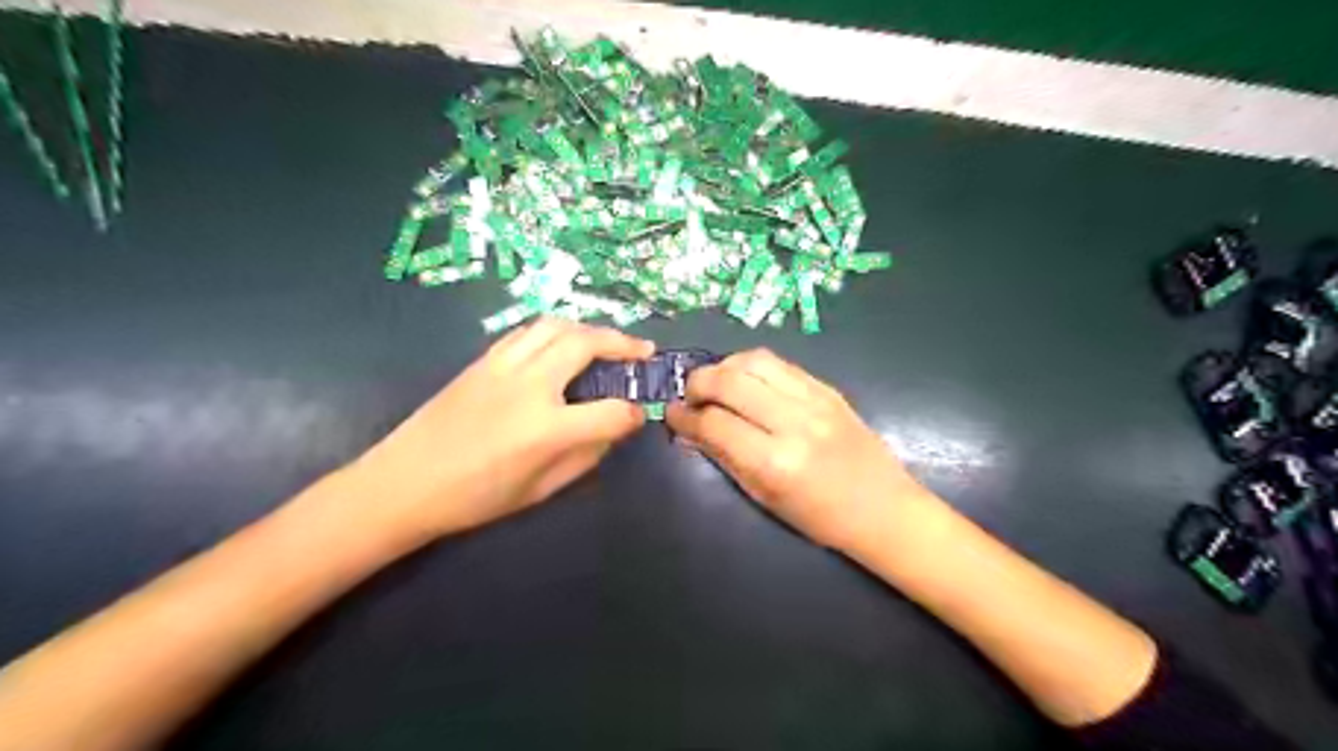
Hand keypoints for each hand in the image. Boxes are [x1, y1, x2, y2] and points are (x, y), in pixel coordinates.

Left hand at [343, 317, 654, 545]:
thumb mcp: (540, 491)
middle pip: (586, 344)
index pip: (609, 412)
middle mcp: (529, 386)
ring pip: (556, 325)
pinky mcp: (483, 360)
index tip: (638, 414)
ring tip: (605, 341)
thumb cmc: (475, 498)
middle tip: (642, 350)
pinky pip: (527, 331)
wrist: (403, 483)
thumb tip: (611, 430)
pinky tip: (561, 344)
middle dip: (623, 343)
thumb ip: (584, 456)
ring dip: (589, 328)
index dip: (631, 414)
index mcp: (546, 429)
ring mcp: (503, 366)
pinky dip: (554, 331)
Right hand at [665, 346, 932, 549]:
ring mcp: (814, 400)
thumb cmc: (819, 517)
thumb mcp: (763, 496)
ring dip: (724, 367)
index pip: (713, 423)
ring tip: (716, 384)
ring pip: (753, 361)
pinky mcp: (827, 388)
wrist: (883, 508)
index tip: (671, 415)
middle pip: (729, 381)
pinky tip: (745, 380)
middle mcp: (793, 423)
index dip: (683, 416)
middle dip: (697, 383)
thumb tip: (687, 430)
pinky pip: (780, 363)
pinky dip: (752, 366)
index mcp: (775, 462)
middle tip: (689, 396)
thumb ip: (723, 457)